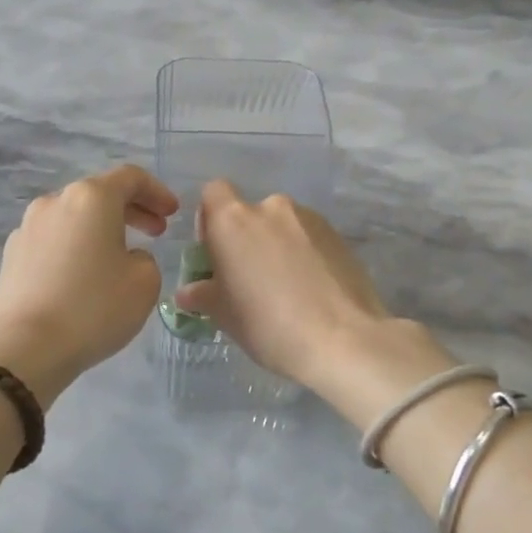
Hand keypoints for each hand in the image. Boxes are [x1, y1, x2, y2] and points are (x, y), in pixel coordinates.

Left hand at [0, 165, 177, 406]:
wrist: (26, 348)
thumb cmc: (94, 308)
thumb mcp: (145, 283)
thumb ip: (145, 258)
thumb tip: (124, 257)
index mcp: (91, 198)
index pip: (130, 178)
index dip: (157, 192)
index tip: (173, 214)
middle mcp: (55, 201)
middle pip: (99, 194)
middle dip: (132, 210)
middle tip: (156, 232)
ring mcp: (28, 227)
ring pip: (74, 217)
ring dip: (101, 229)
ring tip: (119, 256)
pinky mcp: (11, 254)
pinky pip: (53, 241)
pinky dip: (75, 247)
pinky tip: (83, 277)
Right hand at [173, 180, 394, 391]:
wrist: (342, 339)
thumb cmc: (267, 324)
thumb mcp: (224, 315)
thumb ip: (202, 295)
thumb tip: (188, 292)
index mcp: (233, 220)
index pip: (213, 193)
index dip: (210, 218)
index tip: (216, 252)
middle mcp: (271, 208)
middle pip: (250, 213)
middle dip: (248, 239)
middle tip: (252, 279)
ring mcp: (310, 219)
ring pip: (283, 226)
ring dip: (278, 246)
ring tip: (287, 288)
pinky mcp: (339, 236)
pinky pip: (310, 238)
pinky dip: (306, 255)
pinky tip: (312, 290)